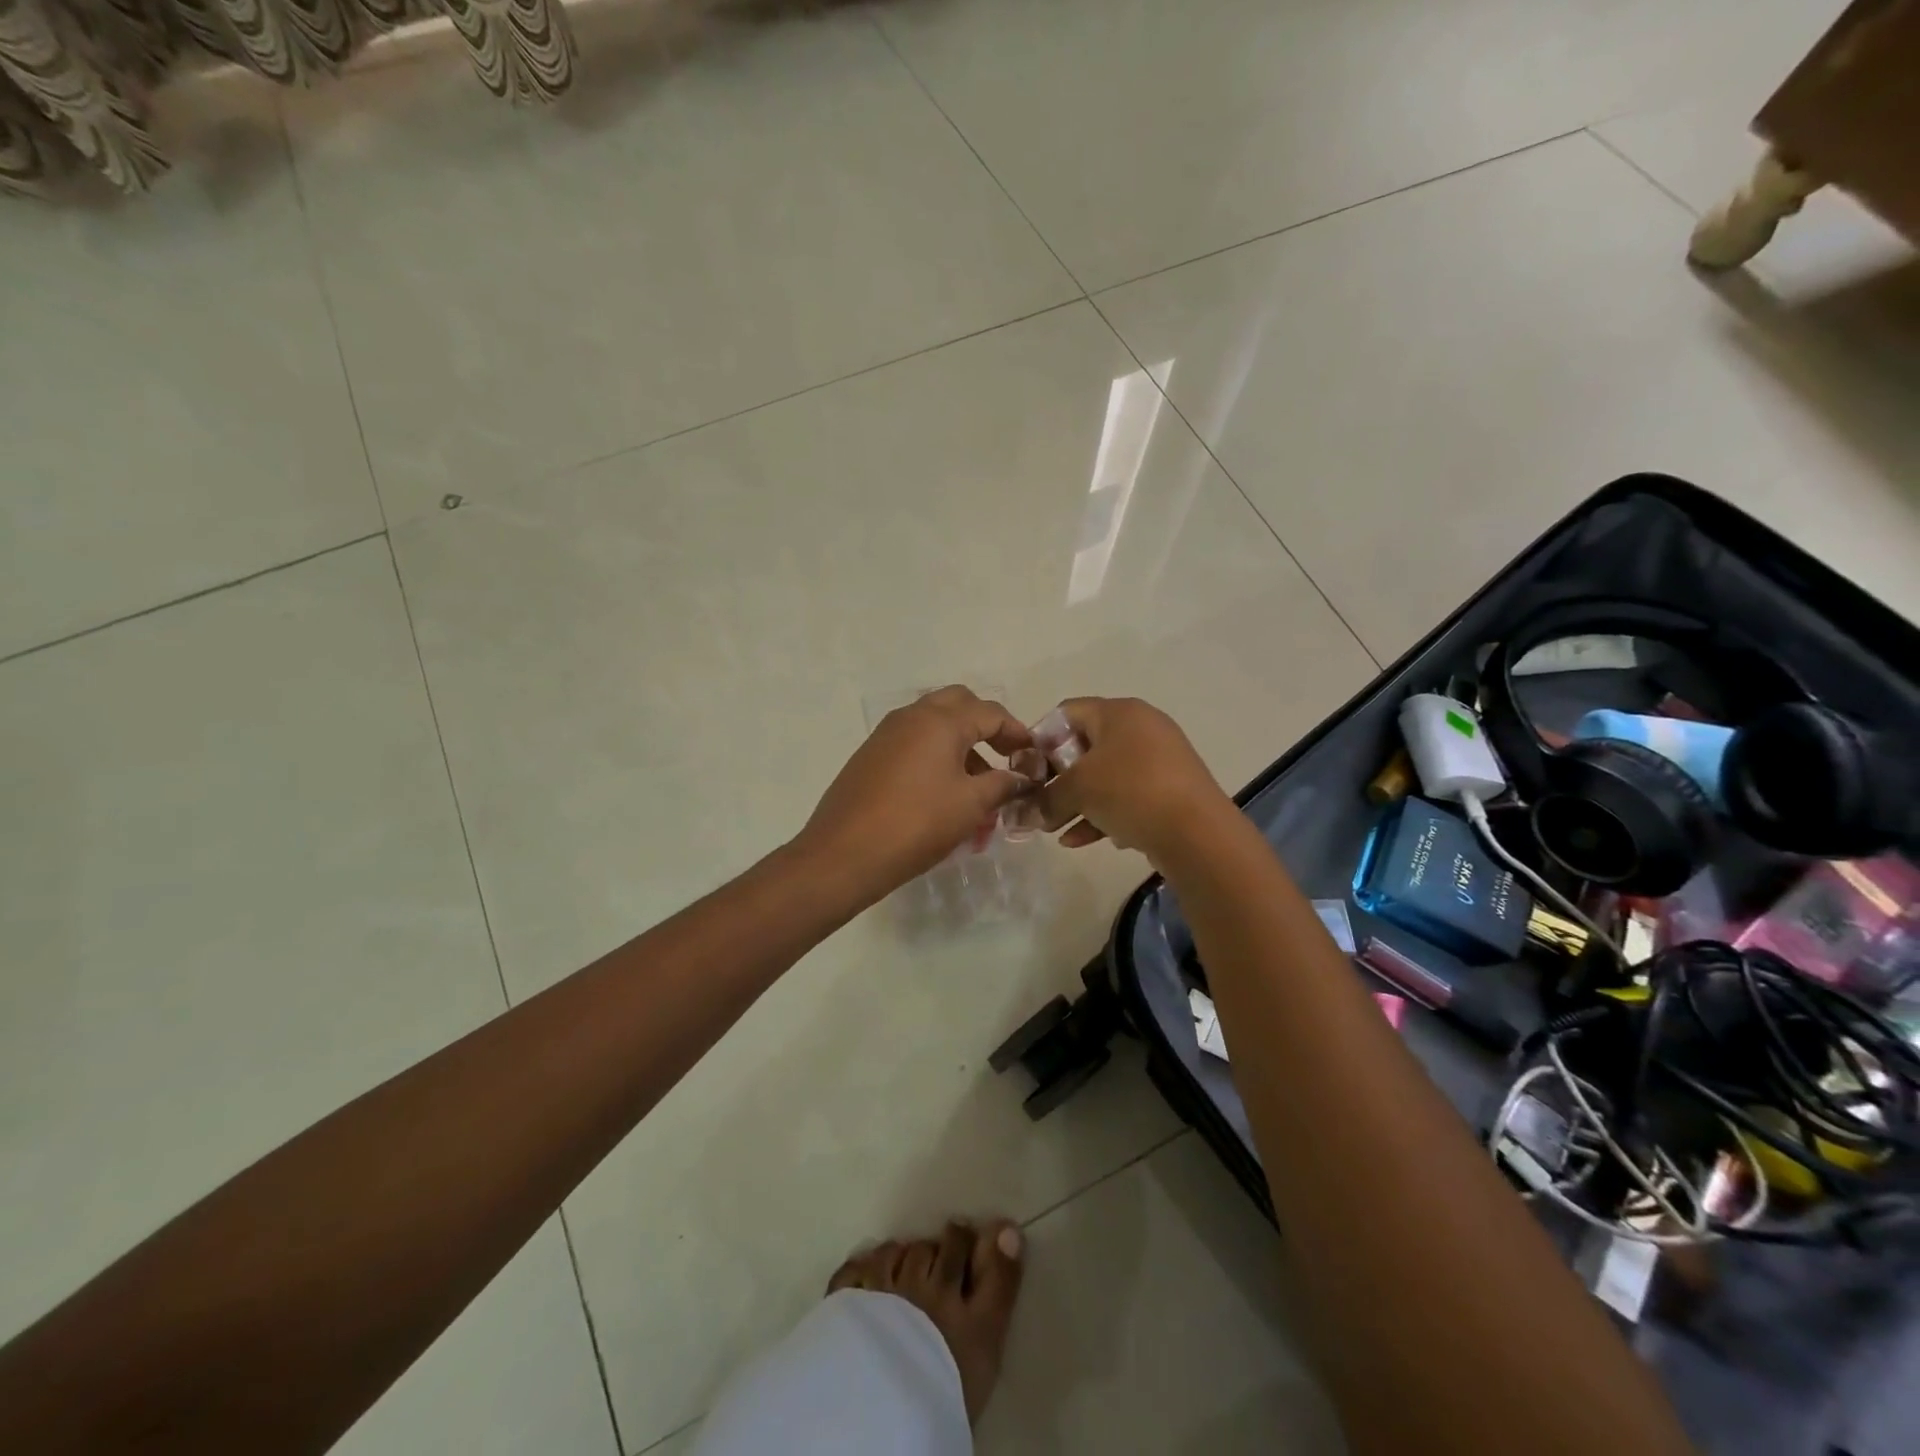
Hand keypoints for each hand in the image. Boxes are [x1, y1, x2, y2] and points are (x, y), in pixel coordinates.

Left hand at [795, 686, 1035, 901]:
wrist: (844, 854)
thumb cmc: (917, 823)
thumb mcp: (971, 805)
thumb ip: (1002, 784)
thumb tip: (1022, 778)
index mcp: (941, 720)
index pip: (991, 712)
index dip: (1018, 732)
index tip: (1033, 756)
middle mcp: (912, 716)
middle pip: (959, 705)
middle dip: (986, 727)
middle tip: (1004, 758)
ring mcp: (887, 734)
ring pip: (934, 725)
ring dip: (961, 745)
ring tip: (978, 787)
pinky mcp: (870, 756)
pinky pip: (913, 744)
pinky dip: (936, 757)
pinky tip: (944, 795)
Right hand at [1030, 697, 1234, 862]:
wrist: (1197, 833)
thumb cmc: (1130, 791)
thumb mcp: (1077, 790)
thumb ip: (1047, 797)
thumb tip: (1029, 812)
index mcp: (1119, 712)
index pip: (1066, 712)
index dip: (1041, 740)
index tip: (1029, 772)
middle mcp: (1141, 727)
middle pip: (1085, 746)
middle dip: (1058, 778)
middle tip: (1041, 803)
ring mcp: (1159, 759)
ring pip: (1105, 776)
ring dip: (1077, 802)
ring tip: (1055, 830)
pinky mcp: (1170, 789)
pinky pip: (1127, 796)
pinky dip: (1103, 814)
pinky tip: (1081, 841)